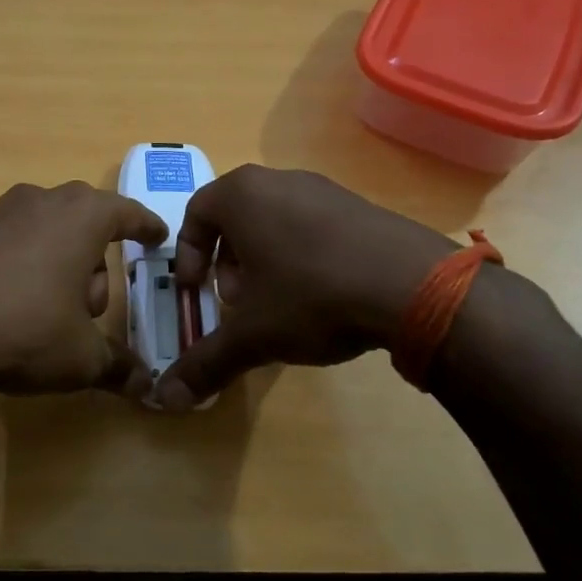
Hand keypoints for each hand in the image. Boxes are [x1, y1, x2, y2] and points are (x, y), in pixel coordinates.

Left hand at [0, 181, 167, 401]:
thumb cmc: (23, 334)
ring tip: (31, 307)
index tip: (154, 237)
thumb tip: (146, 384)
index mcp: (79, 218)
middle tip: (82, 305)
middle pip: (76, 222)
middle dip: (87, 259)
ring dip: (42, 259)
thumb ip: (117, 366)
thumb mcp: (80, 359)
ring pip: (31, 229)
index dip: (145, 227)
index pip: (126, 213)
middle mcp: (34, 201)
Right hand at [153, 165, 455, 411]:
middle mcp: (279, 180)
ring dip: (264, 261)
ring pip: (275, 221)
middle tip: (238, 302)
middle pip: (235, 218)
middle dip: (228, 263)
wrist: (416, 286)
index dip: (189, 255)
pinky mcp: (361, 206)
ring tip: (279, 305)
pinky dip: (302, 256)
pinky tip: (322, 298)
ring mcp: (325, 189)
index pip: (195, 213)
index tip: (199, 291)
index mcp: (242, 195)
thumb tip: (165, 400)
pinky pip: (313, 226)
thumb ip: (205, 363)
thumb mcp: (252, 335)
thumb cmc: (313, 296)